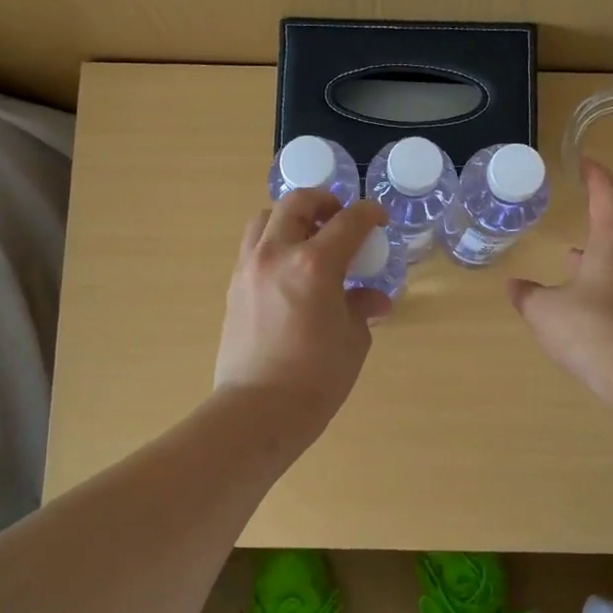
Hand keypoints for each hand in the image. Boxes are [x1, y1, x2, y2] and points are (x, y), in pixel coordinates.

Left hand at [214, 190, 390, 437]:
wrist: (258, 410)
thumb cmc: (316, 378)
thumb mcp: (353, 340)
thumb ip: (362, 307)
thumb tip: (373, 298)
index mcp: (315, 264)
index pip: (348, 221)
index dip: (369, 214)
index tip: (378, 219)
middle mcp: (277, 254)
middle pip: (298, 203)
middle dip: (324, 202)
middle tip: (340, 219)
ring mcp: (249, 268)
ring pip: (266, 218)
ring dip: (291, 218)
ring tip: (309, 239)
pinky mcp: (233, 286)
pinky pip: (253, 247)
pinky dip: (273, 243)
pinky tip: (289, 270)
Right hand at [509, 159, 612, 412]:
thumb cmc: (593, 331)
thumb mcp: (546, 312)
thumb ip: (528, 295)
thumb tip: (515, 286)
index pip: (607, 196)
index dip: (596, 176)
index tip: (586, 162)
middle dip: (598, 223)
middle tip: (579, 218)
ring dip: (601, 258)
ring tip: (574, 262)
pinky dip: (609, 287)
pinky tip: (590, 305)